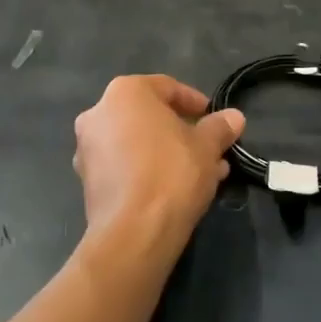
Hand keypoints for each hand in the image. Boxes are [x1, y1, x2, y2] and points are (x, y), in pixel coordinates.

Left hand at [73, 76, 243, 244]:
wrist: (133, 233)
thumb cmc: (171, 174)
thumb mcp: (207, 146)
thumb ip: (219, 127)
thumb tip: (234, 117)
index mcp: (125, 92)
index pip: (167, 88)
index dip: (195, 103)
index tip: (214, 120)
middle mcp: (98, 112)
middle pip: (149, 115)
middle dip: (182, 131)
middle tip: (209, 149)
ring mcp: (87, 147)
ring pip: (137, 141)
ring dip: (167, 152)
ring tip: (201, 172)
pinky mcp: (86, 179)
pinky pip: (124, 164)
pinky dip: (147, 169)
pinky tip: (175, 188)